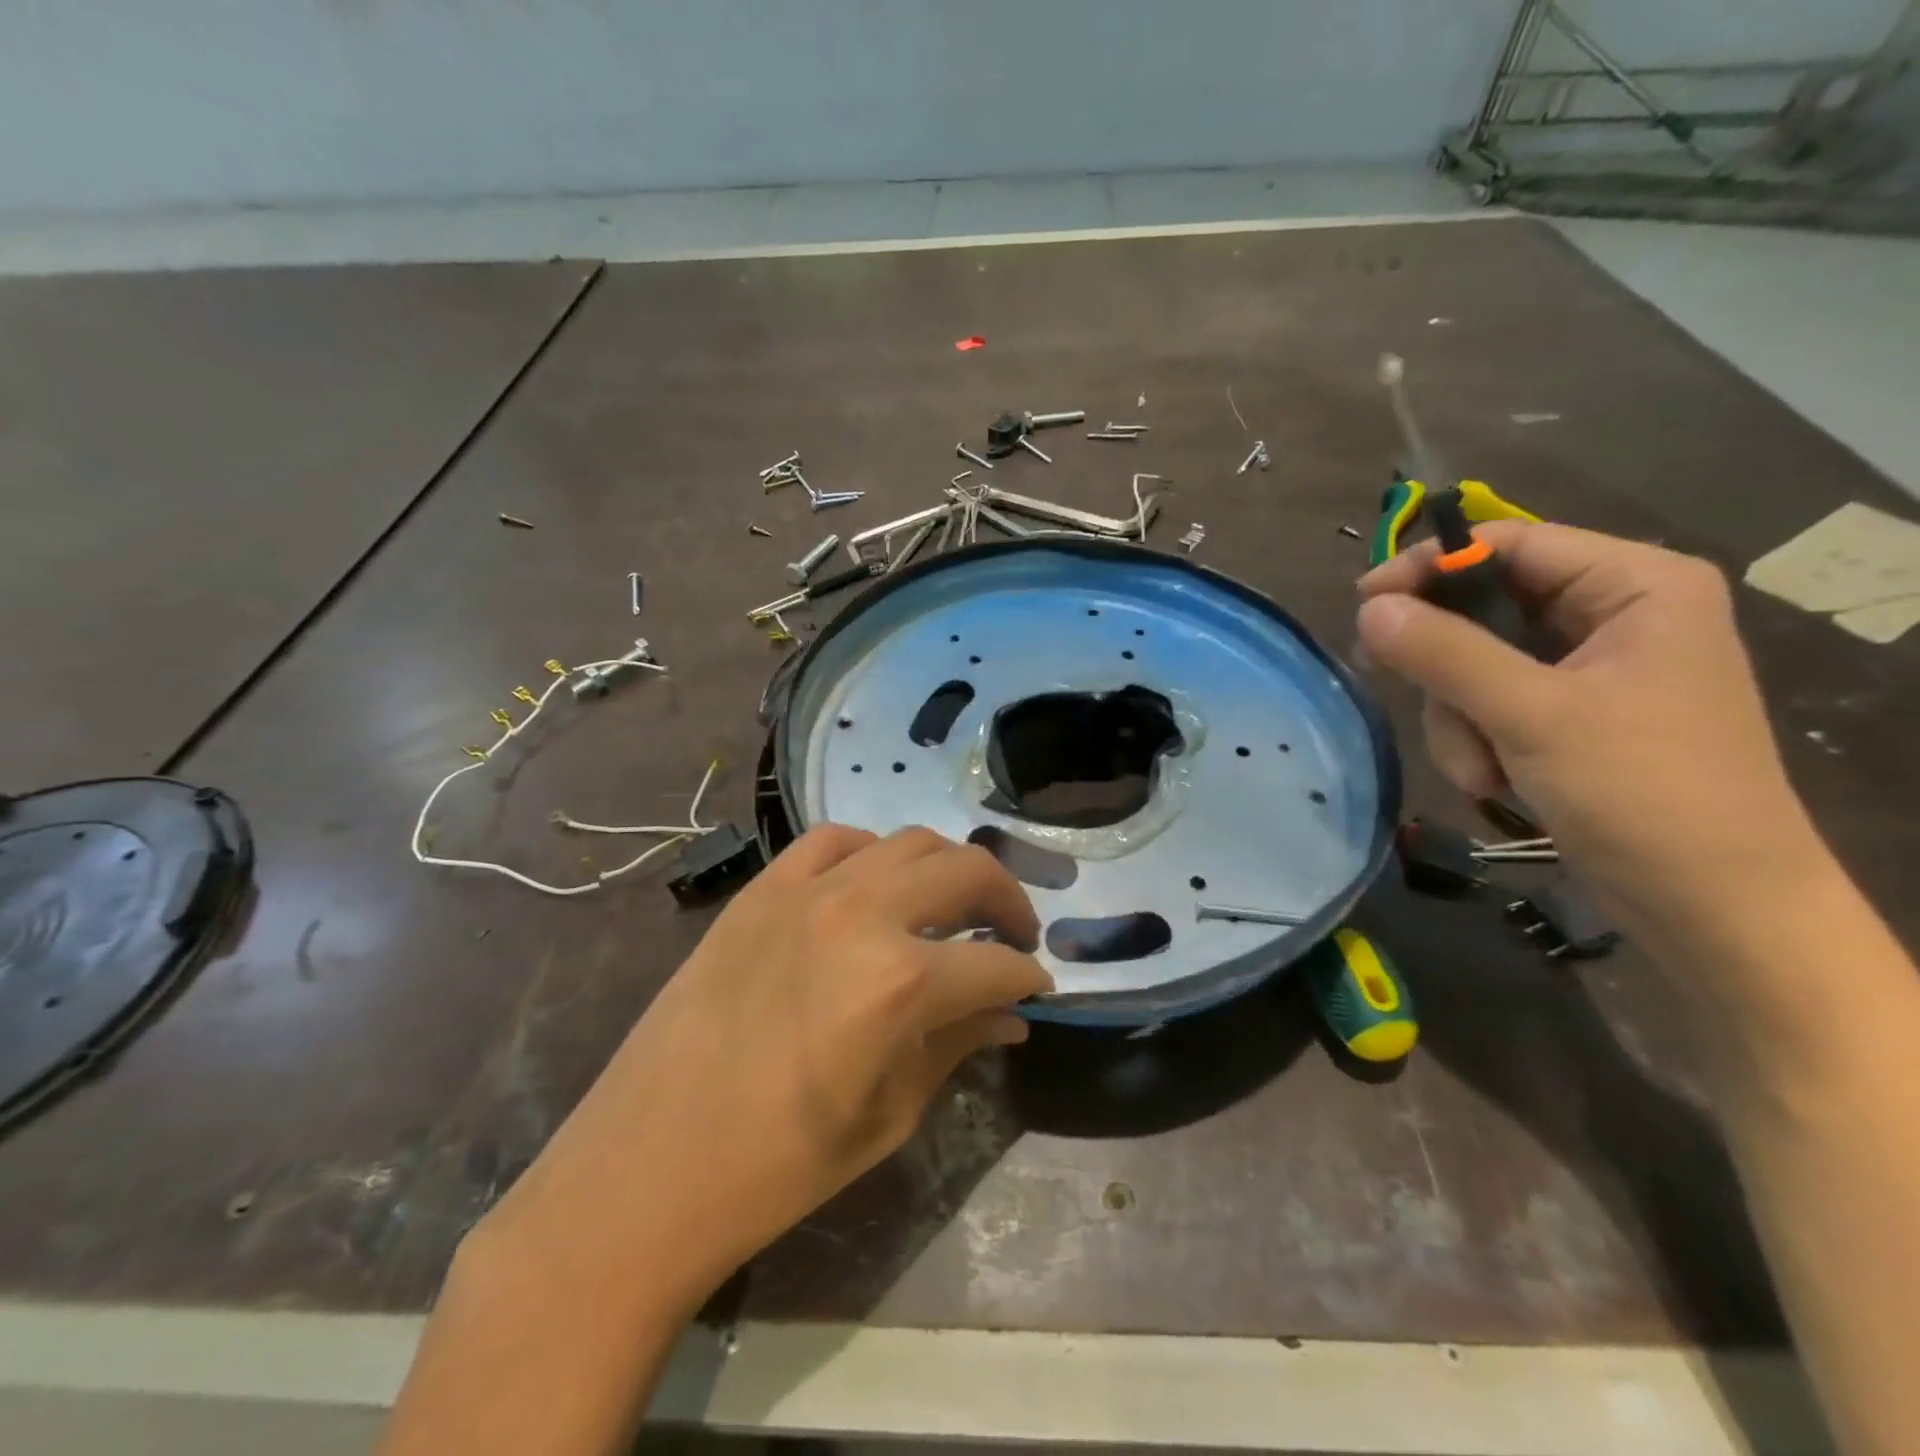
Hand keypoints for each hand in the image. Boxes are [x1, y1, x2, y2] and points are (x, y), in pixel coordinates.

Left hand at [473, 824, 1049, 1316]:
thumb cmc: (778, 1165)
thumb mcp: (889, 1114)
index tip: (1035, 987)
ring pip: (907, 841)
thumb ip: (957, 1046)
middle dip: (1007, 900)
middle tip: (1012, 934)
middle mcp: (861, 913)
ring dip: (945, 869)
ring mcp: (805, 890)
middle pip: (966, 870)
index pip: (995, 962)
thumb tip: (1011, 1014)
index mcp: (900, 982)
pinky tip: (875, 884)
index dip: (1026, 977)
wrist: (647, 1166)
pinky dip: (871, 853)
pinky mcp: (761, 888)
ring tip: (950, 905)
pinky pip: (833, 841)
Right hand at [1356, 522, 1821, 937]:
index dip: (1432, 567)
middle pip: (1485, 608)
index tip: (1364, 603)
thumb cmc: (1642, 791)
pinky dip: (1477, 739)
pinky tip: (1493, 778)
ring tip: (1481, 769)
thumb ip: (1445, 653)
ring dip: (1459, 717)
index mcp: (1636, 585)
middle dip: (1449, 669)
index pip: (1511, 544)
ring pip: (1476, 663)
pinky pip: (1491, 702)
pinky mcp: (1572, 714)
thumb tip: (1369, 608)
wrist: (1713, 904)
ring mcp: (1592, 668)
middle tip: (1411, 694)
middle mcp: (1615, 614)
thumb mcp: (1531, 714)